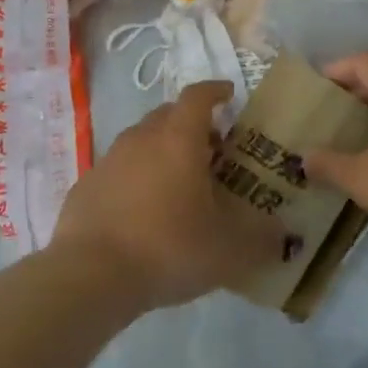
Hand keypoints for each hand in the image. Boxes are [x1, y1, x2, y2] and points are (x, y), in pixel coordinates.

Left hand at [52, 81, 287, 310]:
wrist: (90, 275)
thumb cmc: (168, 247)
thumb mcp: (229, 250)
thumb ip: (262, 239)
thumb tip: (283, 235)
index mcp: (178, 139)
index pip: (198, 96)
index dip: (216, 91)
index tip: (229, 95)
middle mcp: (141, 139)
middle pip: (168, 115)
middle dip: (191, 124)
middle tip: (212, 150)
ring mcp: (108, 161)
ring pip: (140, 142)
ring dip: (161, 152)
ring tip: (179, 184)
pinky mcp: (85, 187)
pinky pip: (118, 171)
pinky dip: (135, 179)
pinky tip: (143, 212)